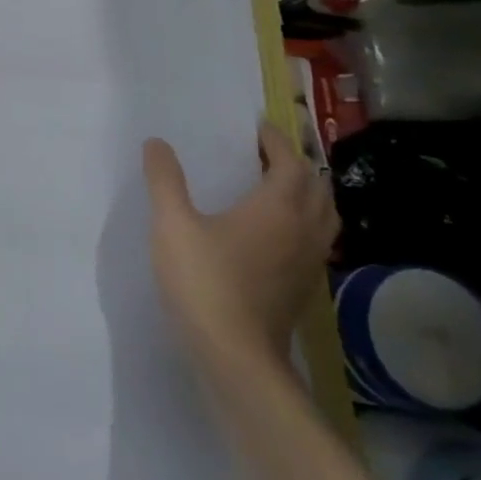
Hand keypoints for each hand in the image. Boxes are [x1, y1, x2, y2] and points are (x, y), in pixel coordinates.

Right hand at [141, 123, 338, 380]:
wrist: (233, 352)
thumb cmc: (203, 280)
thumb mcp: (172, 224)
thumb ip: (165, 180)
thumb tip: (156, 143)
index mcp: (278, 208)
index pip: (290, 163)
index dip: (276, 141)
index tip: (256, 127)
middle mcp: (303, 230)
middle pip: (316, 187)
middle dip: (295, 164)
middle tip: (264, 154)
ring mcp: (308, 261)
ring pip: (324, 215)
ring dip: (306, 194)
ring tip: (275, 187)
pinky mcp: (302, 286)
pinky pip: (315, 240)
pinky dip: (303, 222)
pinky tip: (273, 233)